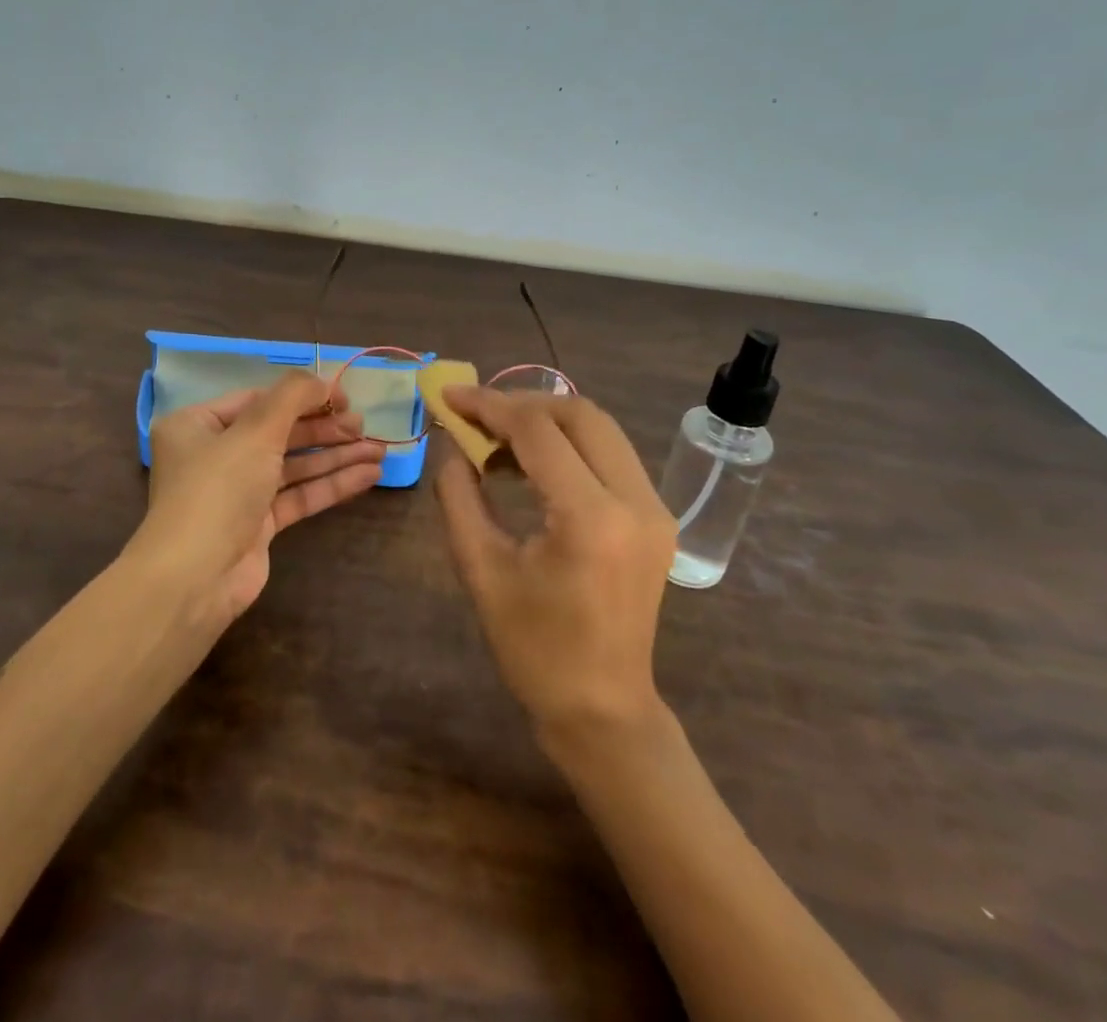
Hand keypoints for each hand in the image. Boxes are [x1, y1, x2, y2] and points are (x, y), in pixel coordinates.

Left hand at [131, 372, 383, 626]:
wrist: (194, 580)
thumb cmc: (218, 490)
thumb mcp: (255, 431)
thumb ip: (293, 396)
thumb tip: (325, 381)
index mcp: (198, 425)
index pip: (259, 400)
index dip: (304, 395)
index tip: (343, 397)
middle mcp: (215, 455)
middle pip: (279, 432)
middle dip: (325, 429)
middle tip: (363, 426)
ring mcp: (237, 492)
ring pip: (294, 465)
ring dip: (335, 456)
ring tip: (378, 450)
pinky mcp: (258, 525)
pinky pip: (298, 495)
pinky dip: (331, 484)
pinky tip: (368, 475)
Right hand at [434, 386, 675, 740]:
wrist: (602, 710)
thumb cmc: (534, 649)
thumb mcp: (481, 570)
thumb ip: (459, 497)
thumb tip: (454, 448)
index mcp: (591, 518)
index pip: (538, 431)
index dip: (489, 405)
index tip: (450, 395)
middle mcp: (635, 501)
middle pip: (580, 414)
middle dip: (522, 403)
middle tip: (476, 415)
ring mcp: (654, 508)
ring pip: (600, 429)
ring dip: (547, 421)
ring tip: (498, 440)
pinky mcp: (656, 518)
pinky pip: (611, 455)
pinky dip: (569, 445)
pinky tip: (533, 465)